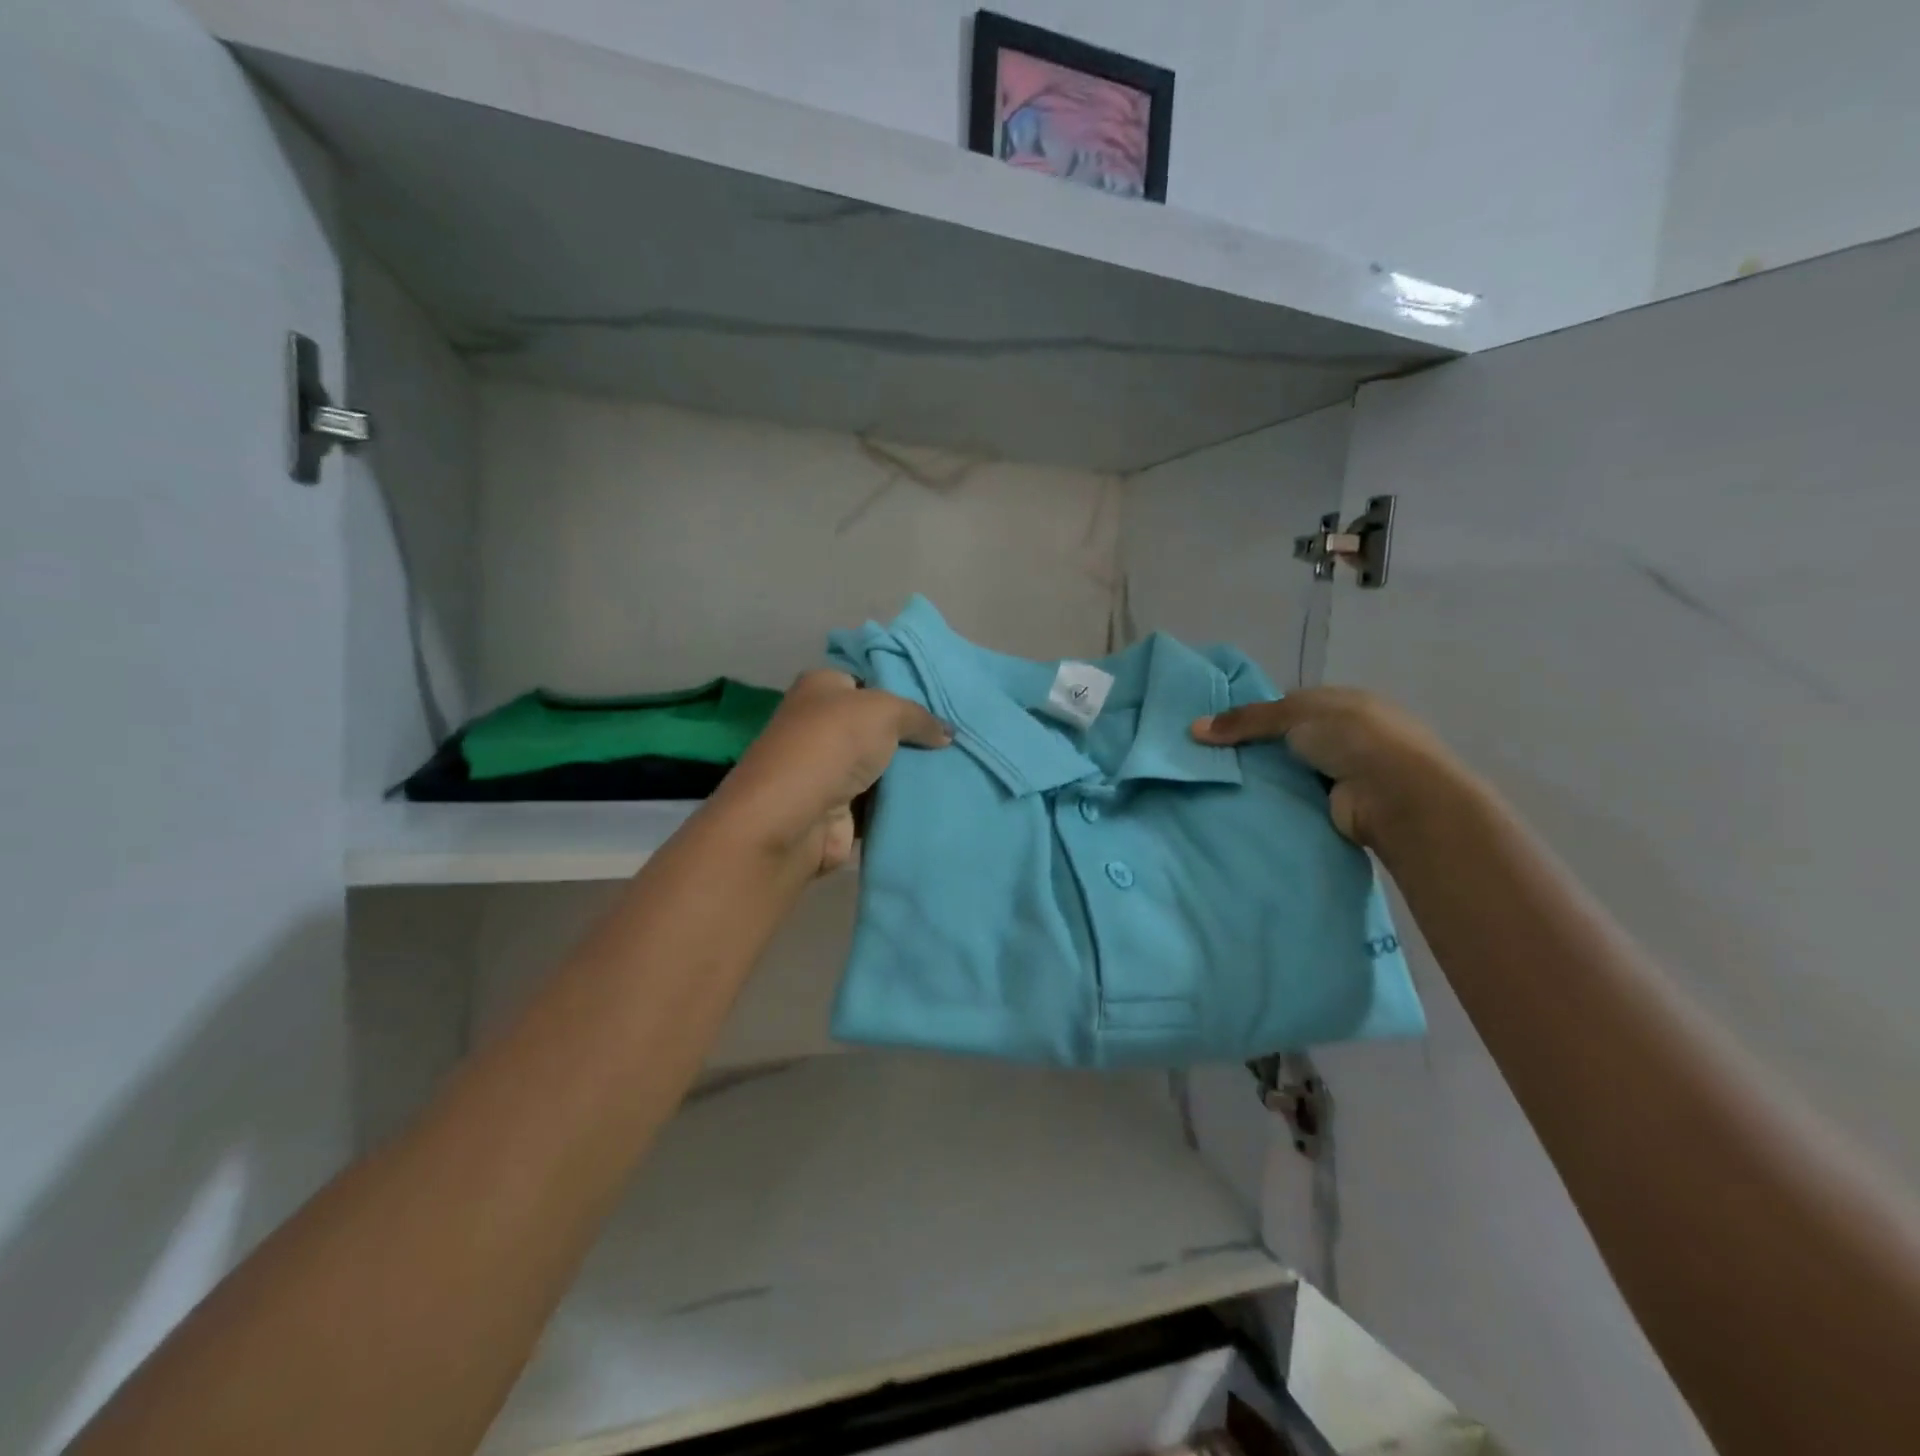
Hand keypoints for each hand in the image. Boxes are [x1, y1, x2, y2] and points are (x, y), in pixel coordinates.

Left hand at [703, 670, 950, 874]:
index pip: (866, 680)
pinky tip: (937, 798)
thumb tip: (946, 733)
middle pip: (875, 726)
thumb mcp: (885, 711)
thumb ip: (919, 717)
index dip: (900, 688)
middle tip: (954, 738)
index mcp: (821, 687)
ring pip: (880, 766)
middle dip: (911, 734)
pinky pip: (879, 802)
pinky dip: (901, 802)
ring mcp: (827, 769)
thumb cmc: (833, 744)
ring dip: (909, 772)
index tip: (939, 703)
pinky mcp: (836, 808)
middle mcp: (819, 724)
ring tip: (956, 768)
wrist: (794, 816)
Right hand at [1192, 687, 1471, 849]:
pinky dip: (1277, 800)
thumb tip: (1194, 728)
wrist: (1396, 794)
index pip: (1292, 704)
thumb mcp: (1294, 714)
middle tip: (1213, 758)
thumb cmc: (1352, 737)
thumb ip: (1245, 720)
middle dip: (1257, 749)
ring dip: (1267, 777)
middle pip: (1289, 739)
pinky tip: (1247, 804)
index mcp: (1344, 702)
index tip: (1222, 729)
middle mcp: (1347, 735)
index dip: (1258, 714)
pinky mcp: (1339, 805)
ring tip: (1221, 783)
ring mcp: (1346, 772)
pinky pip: (1297, 798)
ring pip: (1292, 770)